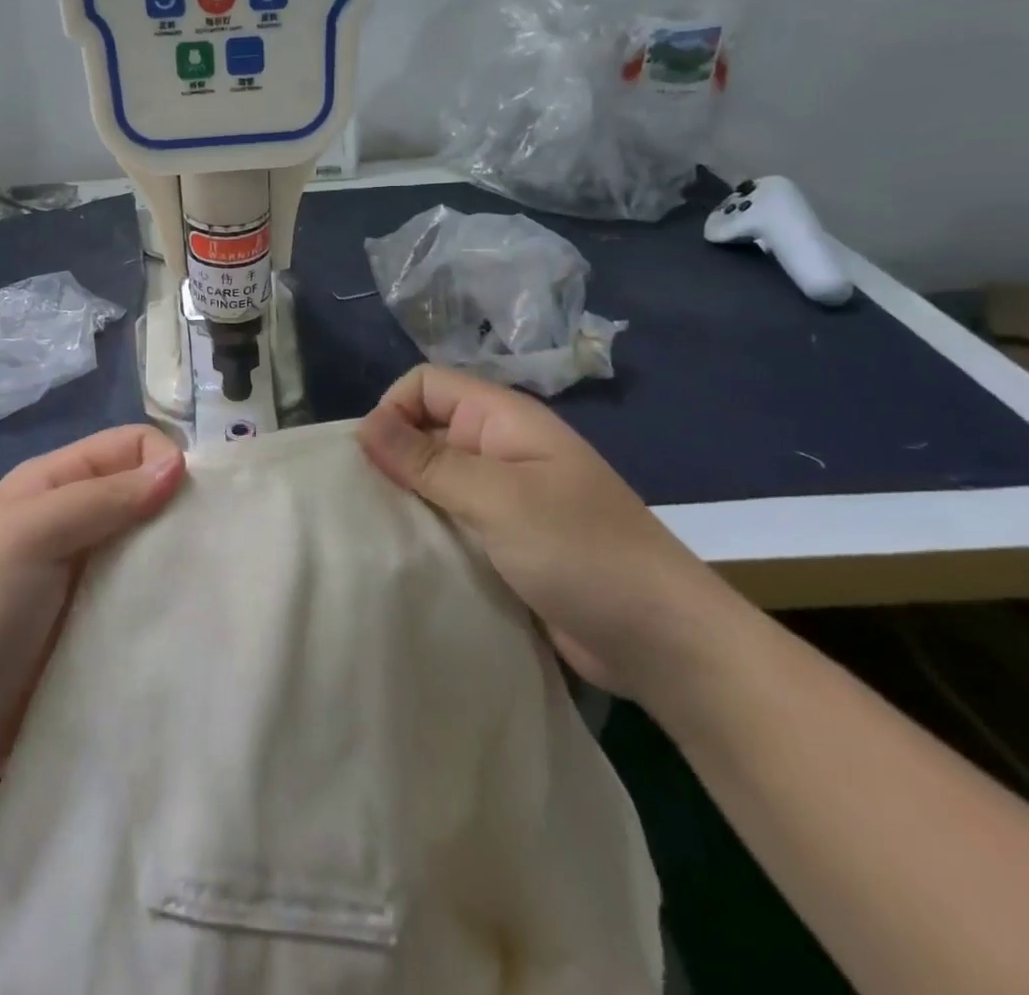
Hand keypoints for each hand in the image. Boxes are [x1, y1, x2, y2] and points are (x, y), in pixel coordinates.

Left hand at [0, 425, 184, 867]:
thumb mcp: (32, 536)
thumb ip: (103, 497)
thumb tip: (179, 465)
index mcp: (53, 481)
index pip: (130, 445)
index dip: (165, 461)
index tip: (191, 507)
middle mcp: (72, 518)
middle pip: (144, 491)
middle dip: (177, 510)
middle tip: (208, 549)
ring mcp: (83, 573)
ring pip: (148, 543)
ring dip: (173, 557)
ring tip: (203, 585)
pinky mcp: (94, 622)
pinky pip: (142, 593)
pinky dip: (163, 596)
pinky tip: (183, 615)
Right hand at [357, 365, 732, 700]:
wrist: (664, 643)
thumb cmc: (583, 552)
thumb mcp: (499, 499)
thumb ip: (428, 461)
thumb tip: (364, 425)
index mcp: (503, 420)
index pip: (427, 385)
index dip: (393, 410)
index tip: (374, 461)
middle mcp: (499, 449)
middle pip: (426, 430)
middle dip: (392, 458)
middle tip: (366, 504)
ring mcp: (504, 498)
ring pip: (435, 480)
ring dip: (407, 500)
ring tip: (378, 534)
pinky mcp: (504, 542)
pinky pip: (451, 520)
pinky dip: (427, 532)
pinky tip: (407, 558)